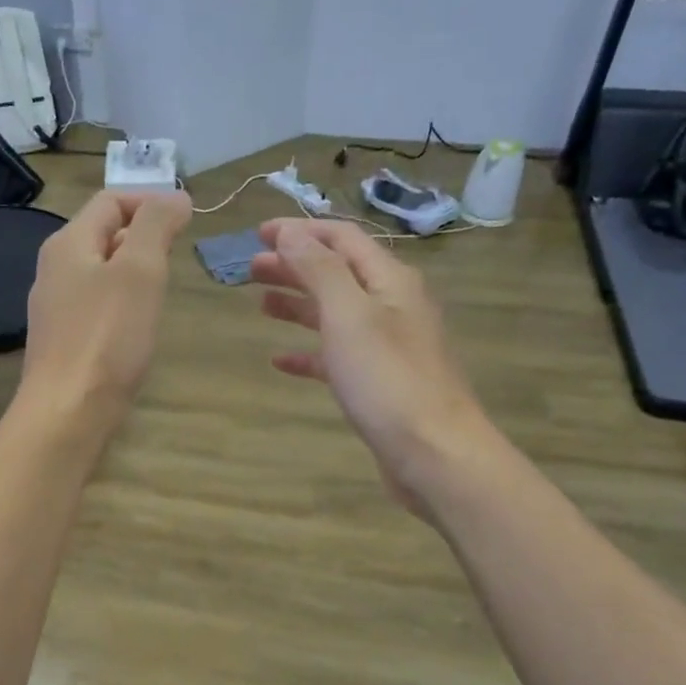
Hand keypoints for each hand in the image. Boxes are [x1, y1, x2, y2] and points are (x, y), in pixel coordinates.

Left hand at [18, 191, 191, 432]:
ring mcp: (55, 307)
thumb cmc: (107, 336)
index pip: (110, 201)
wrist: (67, 412)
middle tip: (178, 254)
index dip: (150, 201)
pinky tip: (138, 324)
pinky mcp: (63, 340)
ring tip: (163, 286)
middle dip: (143, 234)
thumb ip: (155, 225)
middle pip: (102, 233)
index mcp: (68, 244)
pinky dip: (122, 301)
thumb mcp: (139, 270)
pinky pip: (96, 305)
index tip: (188, 219)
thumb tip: (174, 196)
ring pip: (100, 271)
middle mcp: (54, 269)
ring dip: (134, 269)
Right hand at [252, 218, 490, 512]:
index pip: (342, 239)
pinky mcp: (378, 382)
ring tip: (261, 304)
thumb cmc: (387, 379)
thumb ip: (318, 270)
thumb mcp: (348, 315)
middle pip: (337, 273)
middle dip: (294, 265)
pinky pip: (337, 355)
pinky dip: (308, 352)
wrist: (434, 453)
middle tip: (251, 268)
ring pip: (335, 313)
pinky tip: (281, 360)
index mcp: (389, 280)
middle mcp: (391, 305)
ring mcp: (387, 345)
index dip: (300, 231)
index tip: (258, 233)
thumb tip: (291, 233)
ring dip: (298, 303)